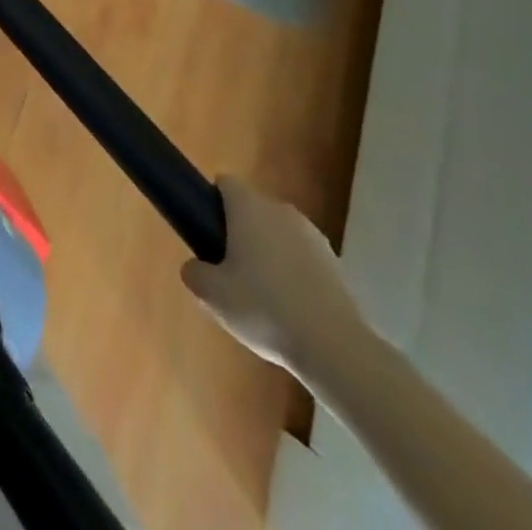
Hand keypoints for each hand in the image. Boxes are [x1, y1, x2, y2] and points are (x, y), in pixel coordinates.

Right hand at [181, 176, 369, 379]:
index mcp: (249, 207)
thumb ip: (195, 273)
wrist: (335, 347)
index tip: (208, 233)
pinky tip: (292, 309)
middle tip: (230, 270)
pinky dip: (295, 273)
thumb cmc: (264, 309)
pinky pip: (303, 257)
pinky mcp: (335, 263)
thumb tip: (196, 268)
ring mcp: (312, 235)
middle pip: (253, 209)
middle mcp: (280, 210)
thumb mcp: (213, 296)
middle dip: (240, 232)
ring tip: (263, 296)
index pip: (225, 183)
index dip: (212, 202)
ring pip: (279, 234)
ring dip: (269, 253)